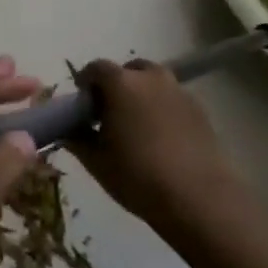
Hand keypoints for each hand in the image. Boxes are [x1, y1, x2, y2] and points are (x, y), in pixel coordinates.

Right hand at [69, 59, 237, 229]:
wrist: (199, 198)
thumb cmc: (139, 176)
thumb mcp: (97, 162)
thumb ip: (77, 140)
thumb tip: (68, 131)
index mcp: (121, 83)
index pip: (96, 68)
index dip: (86, 83)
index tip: (83, 105)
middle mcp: (151, 78)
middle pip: (128, 70)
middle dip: (116, 85)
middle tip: (111, 113)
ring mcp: (179, 91)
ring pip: (153, 82)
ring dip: (141, 94)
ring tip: (137, 125)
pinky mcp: (200, 109)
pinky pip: (172, 98)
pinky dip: (162, 108)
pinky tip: (162, 138)